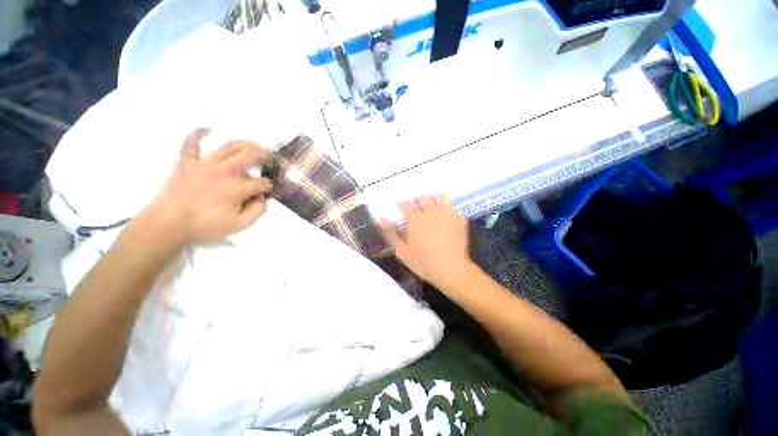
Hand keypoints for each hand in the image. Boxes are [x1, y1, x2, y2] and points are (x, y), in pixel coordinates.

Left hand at [144, 129, 273, 244]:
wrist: (168, 224)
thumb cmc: (205, 226)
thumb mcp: (239, 225)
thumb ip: (257, 211)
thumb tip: (262, 199)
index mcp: (237, 187)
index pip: (262, 183)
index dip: (269, 187)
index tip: (268, 192)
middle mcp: (224, 171)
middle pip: (250, 155)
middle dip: (266, 156)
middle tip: (273, 159)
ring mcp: (204, 164)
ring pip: (229, 146)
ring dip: (246, 144)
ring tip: (256, 146)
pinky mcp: (186, 163)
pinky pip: (191, 144)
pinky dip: (197, 134)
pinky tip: (207, 129)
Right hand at [381, 195, 472, 288]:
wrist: (451, 270)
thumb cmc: (423, 263)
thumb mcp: (401, 251)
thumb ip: (390, 233)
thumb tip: (381, 218)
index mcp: (416, 219)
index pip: (406, 204)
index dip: (401, 204)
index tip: (399, 207)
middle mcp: (431, 212)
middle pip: (422, 199)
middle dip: (416, 200)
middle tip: (415, 207)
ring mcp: (447, 215)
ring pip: (439, 198)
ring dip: (432, 199)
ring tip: (430, 205)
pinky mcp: (459, 220)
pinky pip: (453, 206)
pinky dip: (447, 206)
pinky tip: (445, 212)